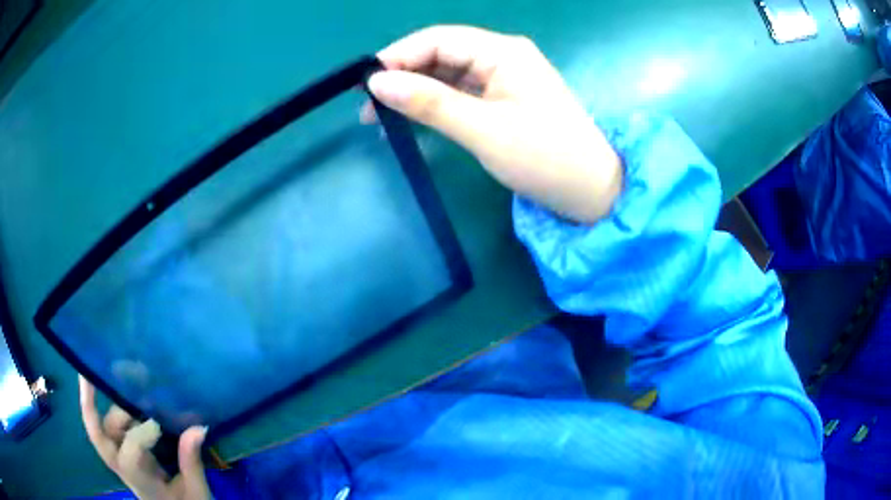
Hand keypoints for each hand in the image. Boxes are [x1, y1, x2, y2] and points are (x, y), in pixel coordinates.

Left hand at [79, 376, 209, 499]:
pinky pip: (111, 426)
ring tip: (127, 379)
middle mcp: (124, 468)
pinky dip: (111, 406)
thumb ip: (191, 462)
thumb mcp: (196, 493)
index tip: (160, 423)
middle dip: (90, 406)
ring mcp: (121, 458)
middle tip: (88, 374)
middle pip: (100, 438)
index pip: (130, 456)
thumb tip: (198, 427)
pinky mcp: (125, 450)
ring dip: (111, 403)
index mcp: (141, 483)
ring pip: (105, 426)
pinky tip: (121, 389)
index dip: (140, 436)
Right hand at [364, 25, 622, 223]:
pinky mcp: (505, 99)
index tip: (365, 84)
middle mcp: (503, 56)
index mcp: (503, 52)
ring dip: (417, 92)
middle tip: (369, 107)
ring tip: (383, 119)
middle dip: (404, 76)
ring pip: (449, 74)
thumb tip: (376, 83)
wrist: (592, 191)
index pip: (438, 39)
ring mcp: (505, 77)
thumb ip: (429, 103)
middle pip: (441, 54)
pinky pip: (462, 92)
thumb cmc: (544, 158)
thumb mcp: (483, 130)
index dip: (398, 56)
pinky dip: (437, 104)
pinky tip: (415, 120)